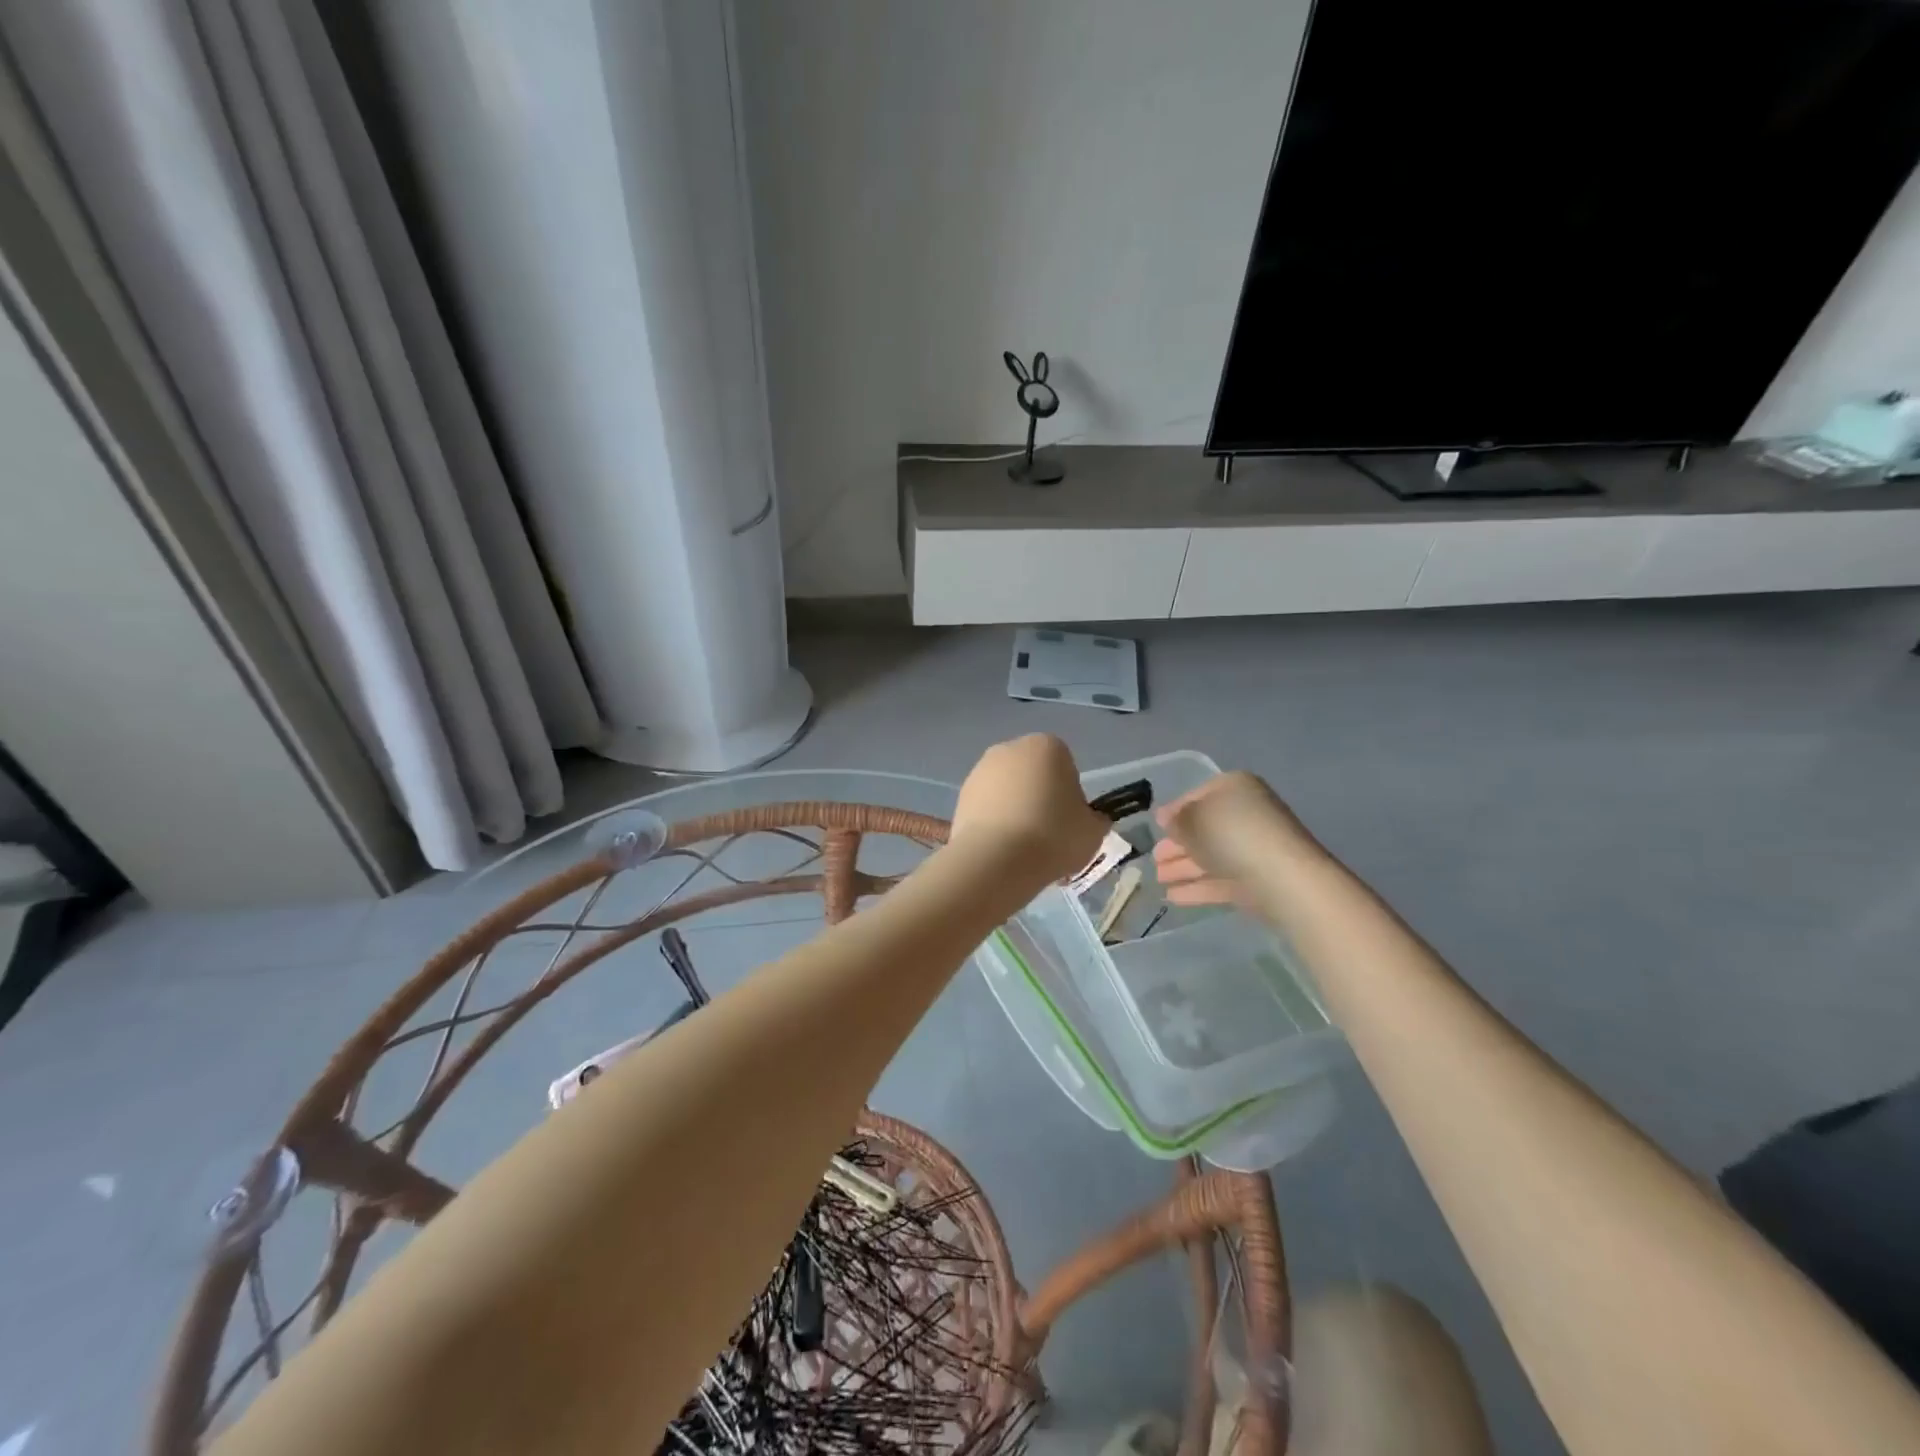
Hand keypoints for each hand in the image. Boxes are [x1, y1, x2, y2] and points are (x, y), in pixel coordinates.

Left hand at [951, 734, 1106, 884]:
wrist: (997, 859)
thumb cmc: (1053, 836)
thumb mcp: (1094, 831)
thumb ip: (1095, 818)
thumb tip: (1087, 819)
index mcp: (1047, 746)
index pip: (1066, 766)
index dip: (1070, 795)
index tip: (1069, 821)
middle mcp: (1010, 749)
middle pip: (1033, 774)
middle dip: (1039, 798)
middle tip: (1047, 835)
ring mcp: (980, 771)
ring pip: (1007, 791)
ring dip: (1015, 810)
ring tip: (1022, 848)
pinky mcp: (960, 796)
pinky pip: (987, 808)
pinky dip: (994, 823)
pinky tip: (1001, 850)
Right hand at [1153, 771, 1313, 905]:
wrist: (1282, 878)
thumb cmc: (1232, 834)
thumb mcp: (1193, 819)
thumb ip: (1176, 819)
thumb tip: (1170, 821)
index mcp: (1234, 788)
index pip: (1197, 796)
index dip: (1174, 811)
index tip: (1156, 826)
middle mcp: (1246, 814)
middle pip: (1204, 829)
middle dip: (1177, 844)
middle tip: (1155, 858)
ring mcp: (1253, 850)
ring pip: (1211, 856)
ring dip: (1183, 868)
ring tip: (1158, 880)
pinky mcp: (1257, 880)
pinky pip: (1220, 880)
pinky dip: (1197, 887)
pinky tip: (1173, 897)